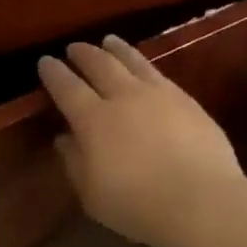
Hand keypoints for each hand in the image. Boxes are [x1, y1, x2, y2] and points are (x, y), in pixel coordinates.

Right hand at [39, 36, 246, 246]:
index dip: (53, 73)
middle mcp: (123, 97)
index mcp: (93, 119)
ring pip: (132, 61)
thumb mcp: (91, 193)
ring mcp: (159, 95)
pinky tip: (144, 68)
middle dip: (83, 54)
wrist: (201, 201)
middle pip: (99, 65)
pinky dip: (144, 65)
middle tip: (73, 47)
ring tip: (108, 41)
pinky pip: (158, 74)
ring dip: (116, 49)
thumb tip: (64, 138)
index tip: (45, 61)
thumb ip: (74, 162)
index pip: (66, 87)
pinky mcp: (187, 100)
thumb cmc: (136, 205)